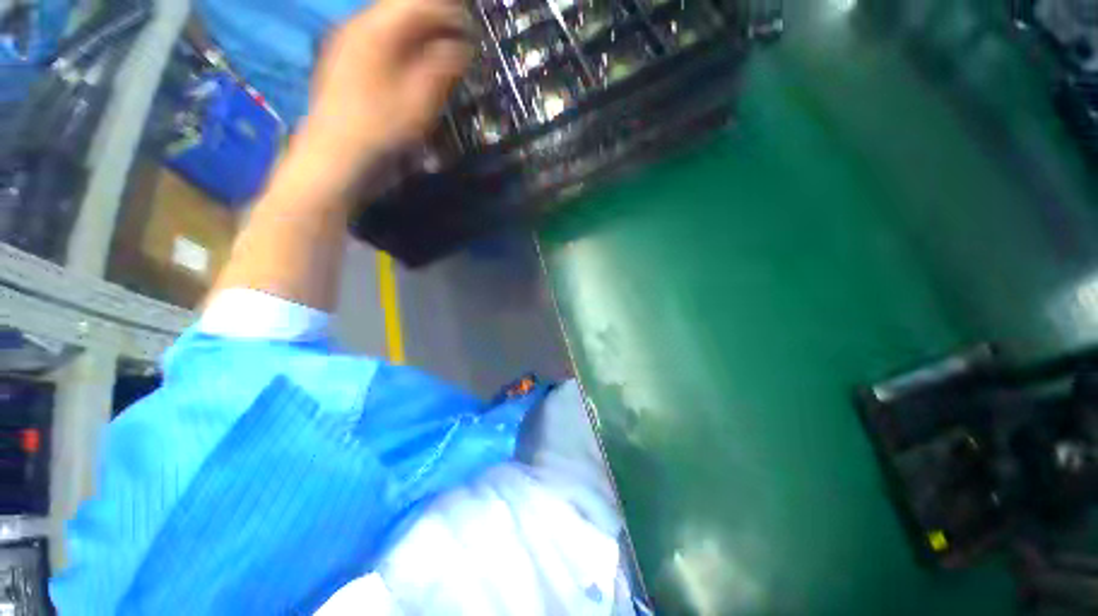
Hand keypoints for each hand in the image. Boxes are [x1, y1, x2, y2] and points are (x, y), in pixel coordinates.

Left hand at [285, 0, 472, 200]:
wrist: (335, 156)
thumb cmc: (382, 129)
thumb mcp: (420, 100)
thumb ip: (442, 67)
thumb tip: (460, 46)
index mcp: (377, 29)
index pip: (418, 4)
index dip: (449, 13)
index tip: (471, 31)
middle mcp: (357, 26)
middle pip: (401, 8)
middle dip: (433, 21)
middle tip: (457, 41)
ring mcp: (345, 42)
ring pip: (388, 23)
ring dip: (417, 34)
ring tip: (438, 53)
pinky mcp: (342, 60)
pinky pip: (377, 40)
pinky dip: (400, 46)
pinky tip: (410, 65)